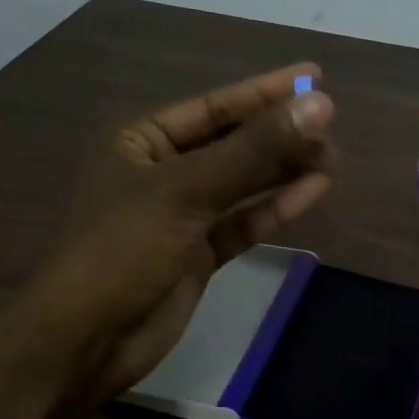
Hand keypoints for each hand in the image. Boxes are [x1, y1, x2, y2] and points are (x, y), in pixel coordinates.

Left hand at [23, 63, 335, 400]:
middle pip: (231, 145)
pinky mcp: (199, 255)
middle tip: (332, 127)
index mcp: (140, 142)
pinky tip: (313, 191)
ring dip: (283, 172)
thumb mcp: (186, 191)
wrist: (86, 341)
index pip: (212, 108)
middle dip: (279, 136)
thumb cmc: (122, 249)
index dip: (263, 93)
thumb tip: (320, 105)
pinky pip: (243, 222)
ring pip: (242, 185)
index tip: (314, 77)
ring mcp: (181, 216)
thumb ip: (254, 151)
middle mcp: (161, 173)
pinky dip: (275, 208)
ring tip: (332, 158)